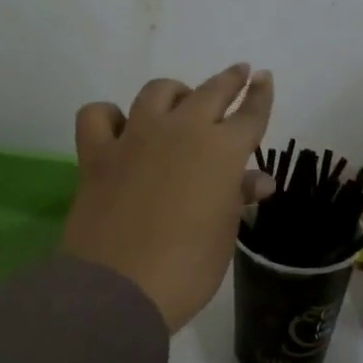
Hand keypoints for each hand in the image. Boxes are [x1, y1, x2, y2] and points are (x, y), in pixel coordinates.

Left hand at [62, 65, 274, 330]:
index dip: (261, 96)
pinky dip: (110, 116)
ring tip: (180, 103)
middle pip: (211, 91)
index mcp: (222, 151)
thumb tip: (256, 180)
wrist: (120, 288)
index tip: (265, 79)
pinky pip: (99, 115)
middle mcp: (181, 131)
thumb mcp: (224, 233)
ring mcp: (135, 137)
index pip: (250, 114)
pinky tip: (119, 129)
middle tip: (239, 74)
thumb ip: (238, 197)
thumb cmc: (188, 268)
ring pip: (157, 92)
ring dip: (175, 92)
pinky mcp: (97, 153)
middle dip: (229, 81)